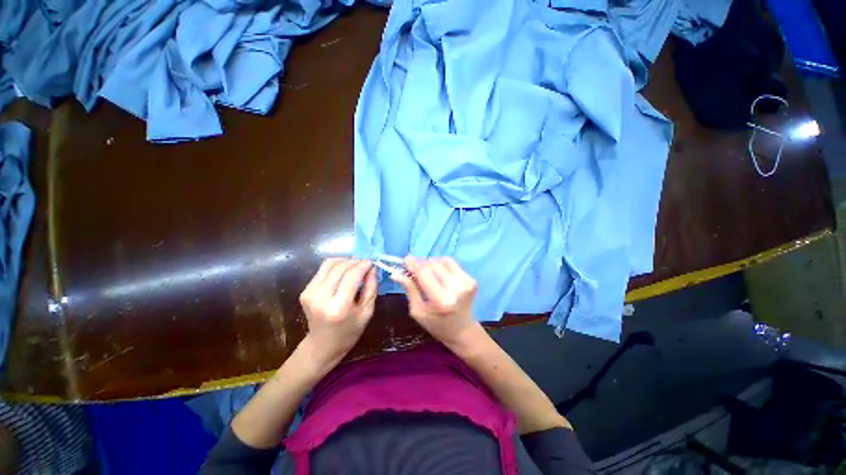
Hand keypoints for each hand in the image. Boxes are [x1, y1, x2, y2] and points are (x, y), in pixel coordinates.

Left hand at [298, 259, 376, 366]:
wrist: (322, 345)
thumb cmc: (349, 331)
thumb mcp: (367, 312)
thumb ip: (371, 288)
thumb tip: (371, 268)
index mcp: (338, 307)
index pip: (352, 276)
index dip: (363, 265)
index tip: (371, 263)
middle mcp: (321, 298)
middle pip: (340, 267)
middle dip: (355, 261)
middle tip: (365, 263)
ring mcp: (310, 293)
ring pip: (329, 264)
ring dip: (345, 261)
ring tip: (355, 266)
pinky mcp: (305, 290)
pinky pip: (323, 269)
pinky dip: (336, 266)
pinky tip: (344, 272)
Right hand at [392, 257, 480, 348]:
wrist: (462, 330)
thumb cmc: (436, 324)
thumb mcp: (418, 311)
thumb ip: (409, 289)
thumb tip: (396, 273)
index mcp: (441, 300)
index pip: (424, 273)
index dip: (413, 264)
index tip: (405, 260)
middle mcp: (456, 289)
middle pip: (433, 265)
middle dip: (421, 264)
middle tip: (413, 268)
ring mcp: (466, 283)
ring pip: (442, 261)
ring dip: (431, 263)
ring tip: (426, 272)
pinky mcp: (471, 279)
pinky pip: (452, 263)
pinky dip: (442, 264)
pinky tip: (438, 272)